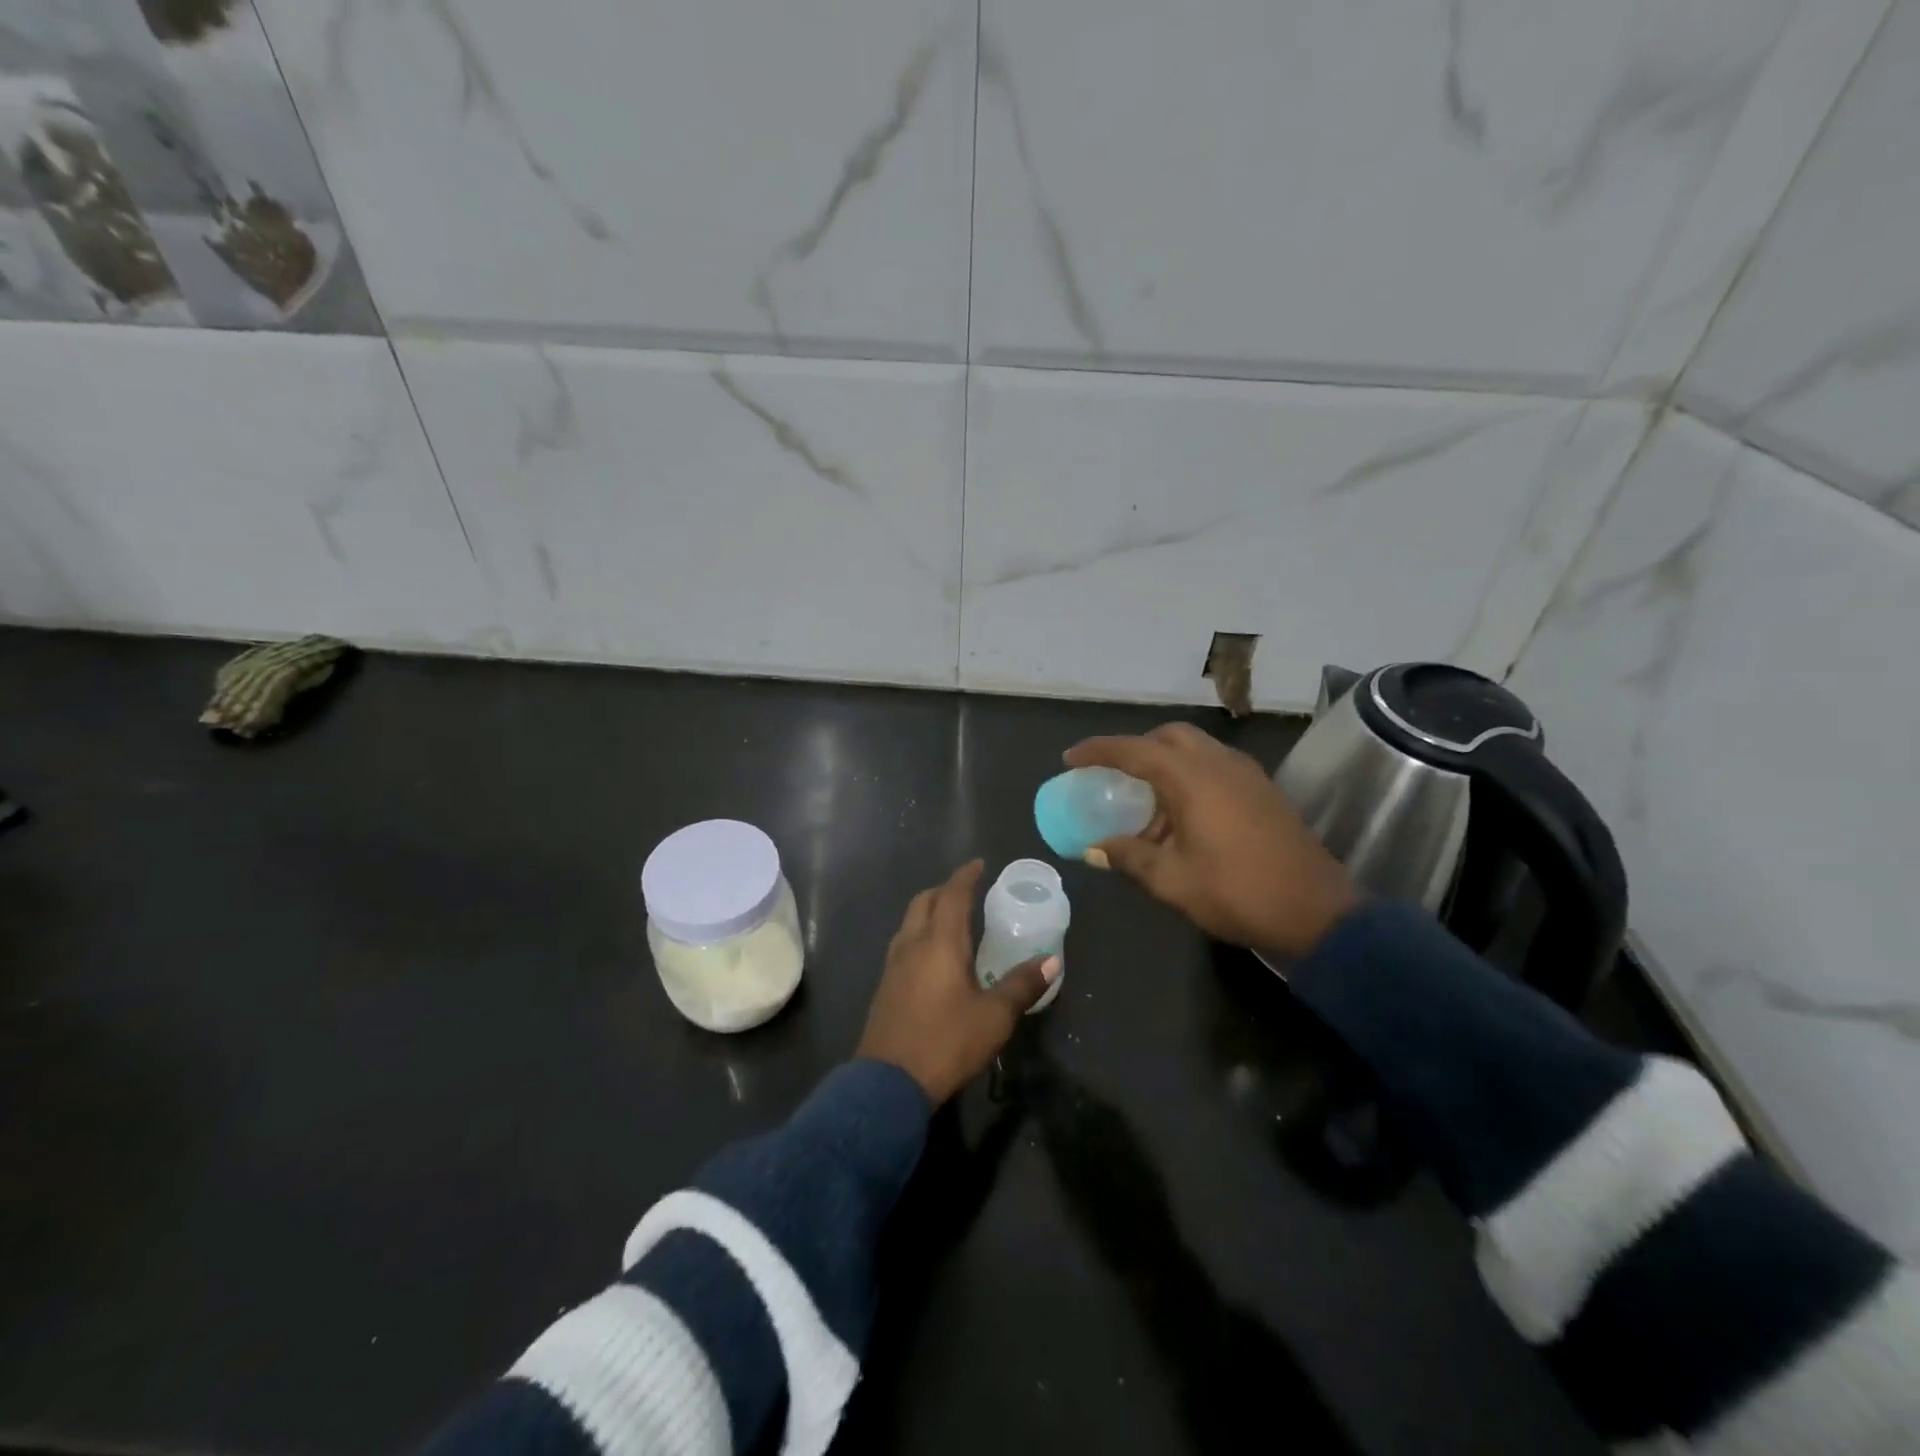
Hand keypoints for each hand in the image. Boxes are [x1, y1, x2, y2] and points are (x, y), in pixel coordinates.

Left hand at [857, 860, 1059, 1103]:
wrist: (888, 1084)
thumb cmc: (946, 1042)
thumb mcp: (993, 1017)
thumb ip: (1021, 985)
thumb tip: (1052, 960)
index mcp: (939, 942)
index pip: (952, 895)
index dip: (966, 876)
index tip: (979, 864)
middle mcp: (911, 944)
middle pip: (925, 901)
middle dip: (945, 890)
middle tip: (968, 891)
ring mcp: (893, 965)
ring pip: (910, 922)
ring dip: (930, 911)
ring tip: (953, 920)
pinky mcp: (885, 986)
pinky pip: (904, 944)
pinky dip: (921, 934)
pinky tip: (934, 957)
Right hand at [1064, 723, 1358, 959]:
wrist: (1319, 913)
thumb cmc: (1238, 893)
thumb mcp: (1173, 880)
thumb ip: (1130, 857)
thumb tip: (1096, 848)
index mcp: (1192, 778)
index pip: (1134, 750)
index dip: (1098, 751)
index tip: (1070, 758)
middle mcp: (1219, 763)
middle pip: (1169, 737)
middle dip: (1136, 748)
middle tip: (1113, 775)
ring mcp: (1247, 774)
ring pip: (1196, 749)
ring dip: (1165, 763)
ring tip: (1145, 802)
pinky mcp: (1263, 791)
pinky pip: (1215, 766)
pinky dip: (1189, 776)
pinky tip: (1182, 815)